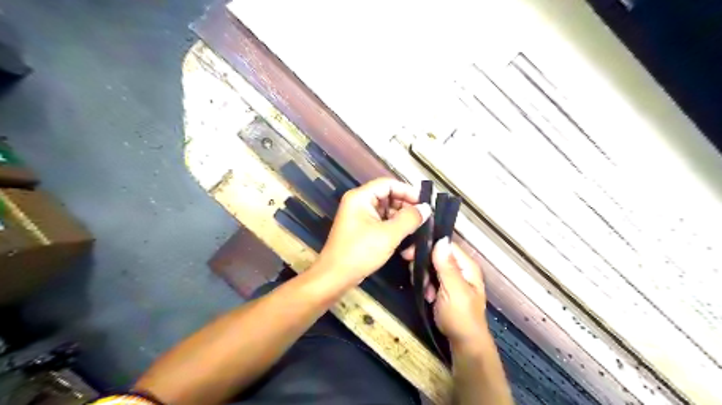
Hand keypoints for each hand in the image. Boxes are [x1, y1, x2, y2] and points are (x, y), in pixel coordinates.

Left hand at [315, 177, 426, 284]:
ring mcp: (361, 218)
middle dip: (406, 210)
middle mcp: (359, 203)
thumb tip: (426, 208)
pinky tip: (407, 245)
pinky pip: (383, 224)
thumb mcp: (388, 235)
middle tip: (424, 220)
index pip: (388, 184)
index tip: (424, 203)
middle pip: (389, 198)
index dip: (407, 191)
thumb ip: (409, 219)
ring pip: (388, 213)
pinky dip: (395, 232)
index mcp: (361, 197)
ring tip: (417, 235)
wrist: (335, 277)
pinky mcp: (363, 231)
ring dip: (403, 223)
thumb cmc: (360, 252)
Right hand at [404, 237, 486, 347]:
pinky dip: (426, 285)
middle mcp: (460, 268)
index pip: (445, 245)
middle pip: (436, 254)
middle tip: (417, 277)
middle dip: (424, 265)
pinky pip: (431, 278)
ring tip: (426, 291)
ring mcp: (452, 278)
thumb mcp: (454, 290)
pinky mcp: (444, 287)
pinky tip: (427, 296)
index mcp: (466, 265)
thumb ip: (447, 266)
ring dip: (424, 277)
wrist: (464, 343)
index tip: (409, 253)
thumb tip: (440, 240)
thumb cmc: (461, 317)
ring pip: (431, 266)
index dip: (427, 246)